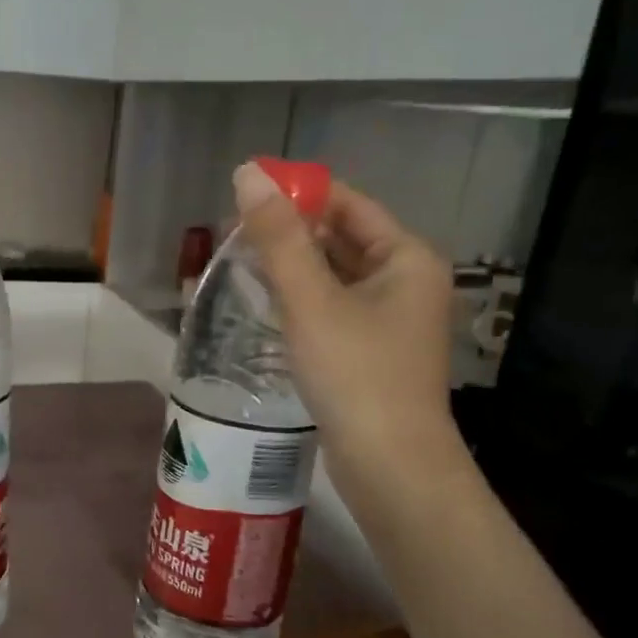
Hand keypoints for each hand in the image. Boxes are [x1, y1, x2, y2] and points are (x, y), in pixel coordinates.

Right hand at [233, 161, 460, 490]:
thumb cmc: (355, 374)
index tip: (245, 193)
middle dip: (290, 232)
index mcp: (406, 257)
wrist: (389, 464)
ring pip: (334, 276)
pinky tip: (265, 302)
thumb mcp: (310, 300)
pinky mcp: (370, 352)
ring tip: (239, 261)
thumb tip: (247, 173)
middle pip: (341, 238)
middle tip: (231, 232)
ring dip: (291, 266)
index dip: (299, 194)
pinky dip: (300, 299)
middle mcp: (405, 281)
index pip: (349, 204)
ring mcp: (389, 320)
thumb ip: (278, 237)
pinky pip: (331, 308)